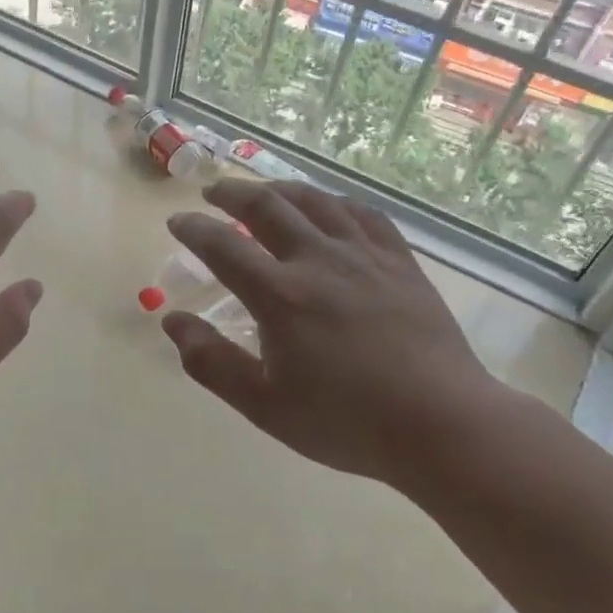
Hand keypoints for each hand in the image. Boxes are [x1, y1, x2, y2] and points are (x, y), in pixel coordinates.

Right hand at [163, 178, 505, 489]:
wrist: (441, 423)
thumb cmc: (345, 420)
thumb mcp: (263, 405)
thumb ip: (211, 362)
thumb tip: (171, 321)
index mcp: (280, 295)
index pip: (223, 246)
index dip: (194, 229)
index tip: (177, 221)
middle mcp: (318, 260)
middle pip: (268, 207)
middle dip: (233, 193)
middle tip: (213, 191)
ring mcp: (364, 255)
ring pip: (315, 201)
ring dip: (280, 189)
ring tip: (263, 191)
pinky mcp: (400, 261)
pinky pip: (363, 213)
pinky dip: (335, 201)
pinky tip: (329, 206)